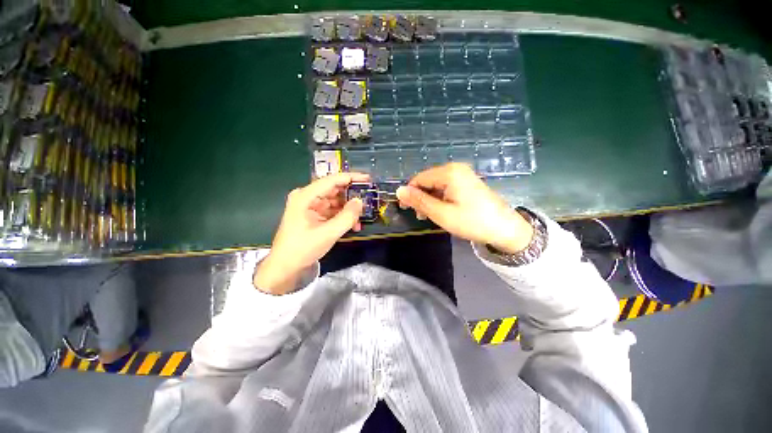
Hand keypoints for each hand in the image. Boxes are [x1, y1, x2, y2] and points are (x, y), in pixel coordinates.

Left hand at [254, 173, 368, 293]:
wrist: (286, 266)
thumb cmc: (303, 248)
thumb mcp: (328, 233)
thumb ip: (347, 216)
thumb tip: (360, 201)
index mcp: (305, 196)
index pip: (332, 180)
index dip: (351, 178)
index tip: (368, 179)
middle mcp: (307, 197)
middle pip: (334, 190)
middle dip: (351, 196)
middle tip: (369, 199)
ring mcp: (310, 206)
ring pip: (335, 201)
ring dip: (348, 209)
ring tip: (362, 217)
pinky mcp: (313, 215)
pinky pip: (332, 210)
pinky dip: (342, 216)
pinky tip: (353, 225)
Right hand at [396, 163, 533, 253]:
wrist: (505, 229)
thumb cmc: (472, 221)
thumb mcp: (441, 214)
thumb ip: (419, 201)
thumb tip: (399, 190)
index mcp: (449, 172)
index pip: (419, 178)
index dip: (409, 193)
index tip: (405, 209)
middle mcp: (455, 169)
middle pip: (428, 180)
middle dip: (421, 197)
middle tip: (421, 216)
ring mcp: (463, 175)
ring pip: (436, 185)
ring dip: (430, 199)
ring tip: (430, 215)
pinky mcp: (467, 182)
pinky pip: (446, 187)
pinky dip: (440, 199)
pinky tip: (442, 210)